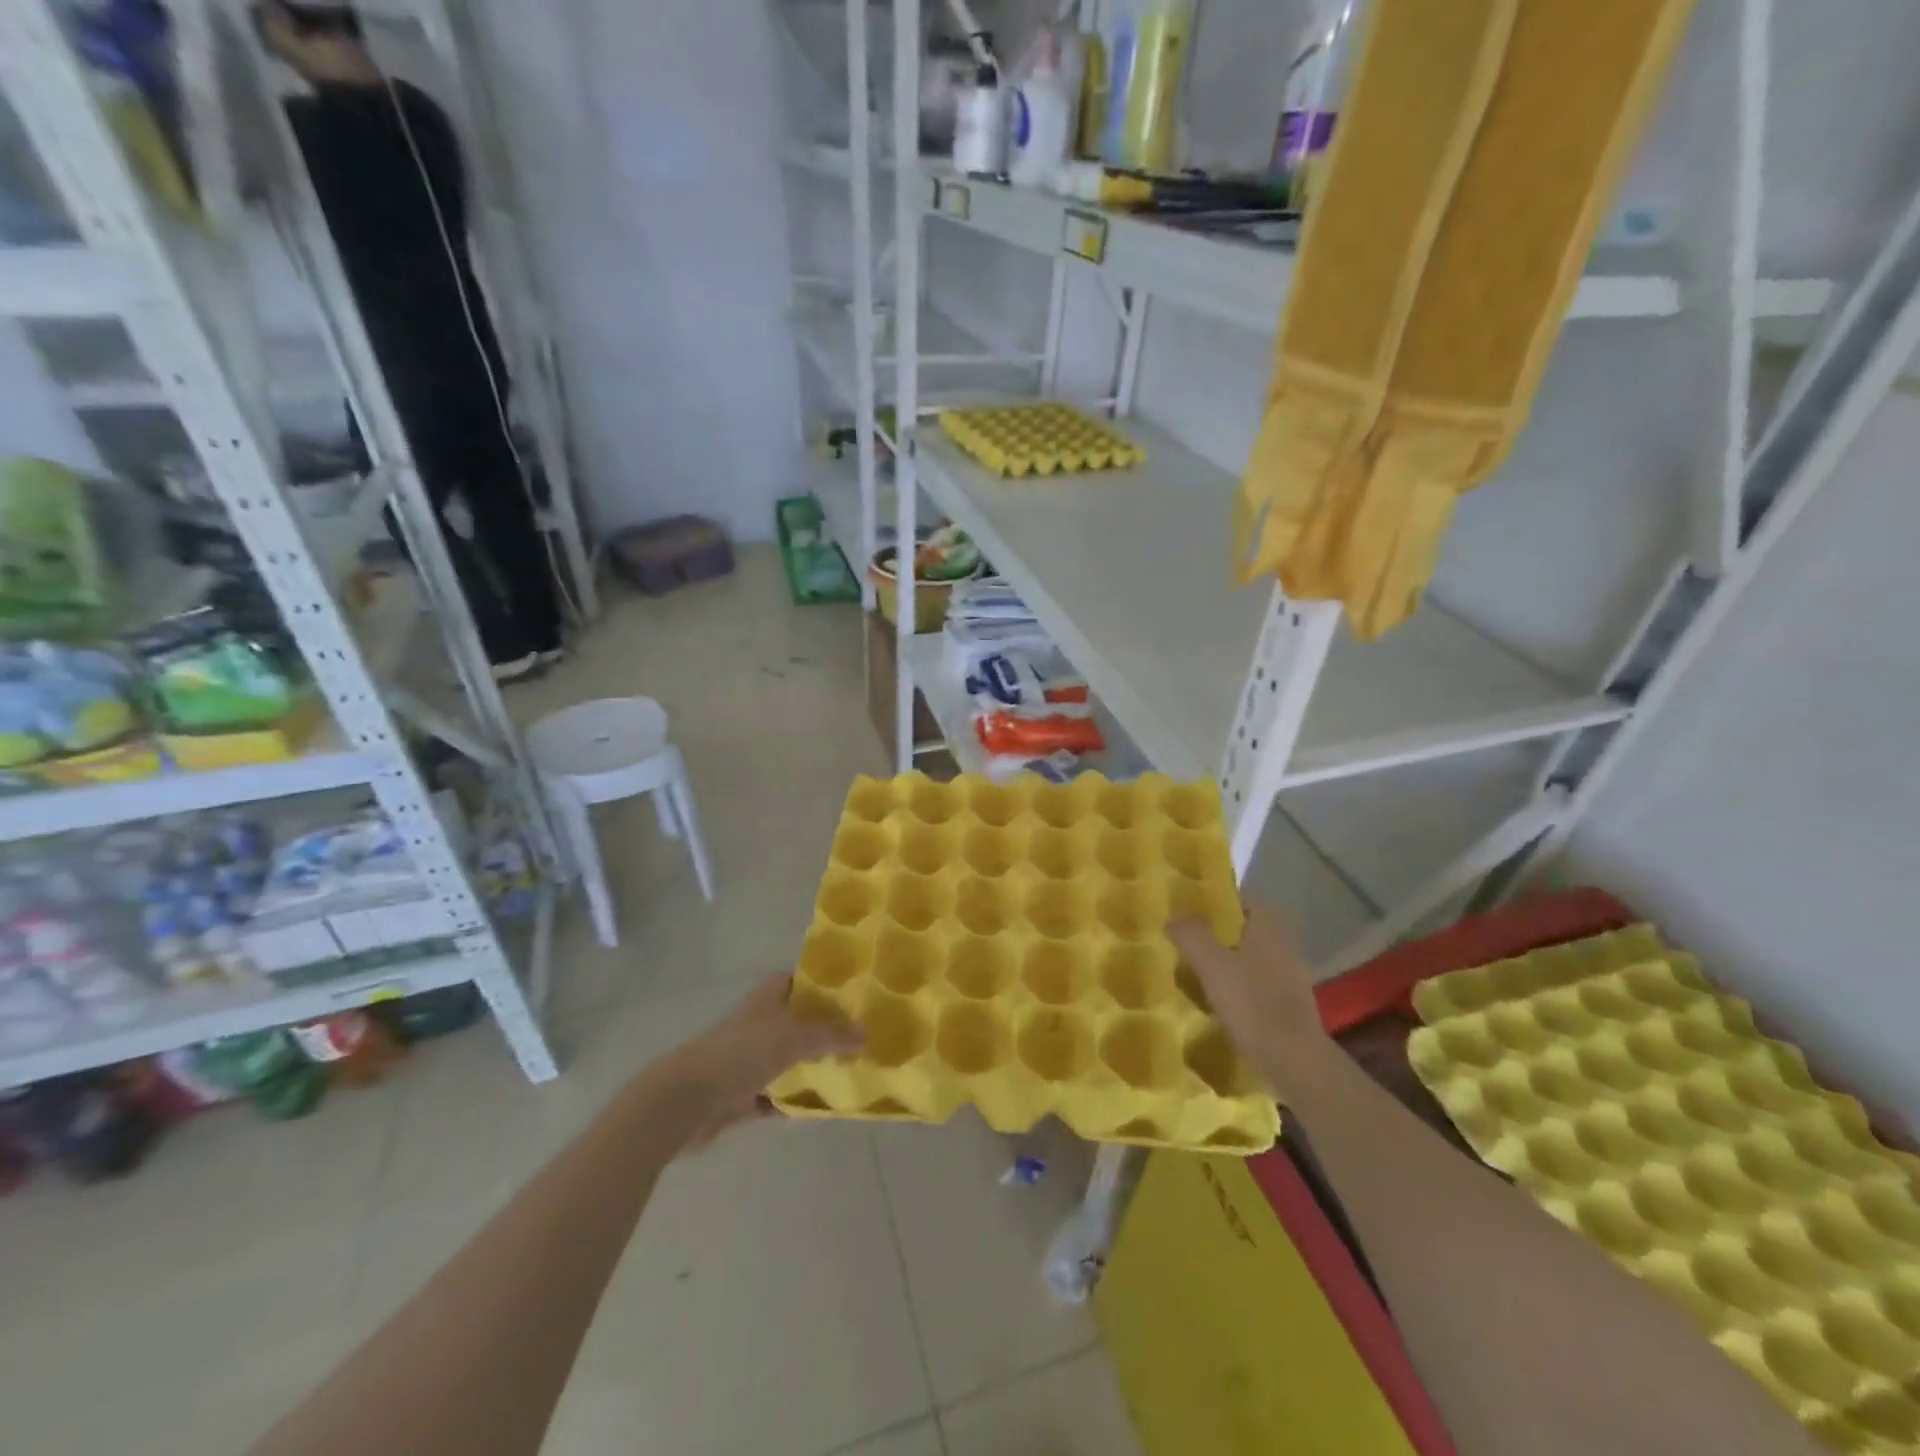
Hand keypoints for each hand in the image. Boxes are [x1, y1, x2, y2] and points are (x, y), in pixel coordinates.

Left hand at [663, 975, 862, 1146]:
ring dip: (808, 1067)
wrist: (686, 1101)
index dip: (817, 985)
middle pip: (793, 1021)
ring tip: (845, 1071)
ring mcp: (745, 1061)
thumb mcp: (793, 1037)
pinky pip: (773, 1096)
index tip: (848, 995)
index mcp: (765, 1001)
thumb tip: (865, 1035)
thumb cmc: (740, 1055)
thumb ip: (830, 1035)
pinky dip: (791, 1101)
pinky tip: (817, 1108)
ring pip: (785, 1060)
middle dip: (821, 1029)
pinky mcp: (738, 1096)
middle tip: (856, 1037)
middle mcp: (756, 1025)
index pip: (793, 981)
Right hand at [1167, 902, 1329, 1096]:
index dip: (1212, 902)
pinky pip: (1256, 981)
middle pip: (1244, 927)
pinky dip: (1237, 984)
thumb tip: (1174, 917)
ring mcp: (1290, 972)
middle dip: (1216, 932)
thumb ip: (1191, 935)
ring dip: (1226, 959)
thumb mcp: (1211, 964)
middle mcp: (1284, 941)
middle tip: (1184, 940)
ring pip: (1250, 955)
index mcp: (1269, 924)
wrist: (1294, 1059)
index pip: (1239, 899)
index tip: (1186, 911)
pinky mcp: (1289, 1001)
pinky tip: (1217, 999)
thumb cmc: (1252, 1003)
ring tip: (1194, 970)